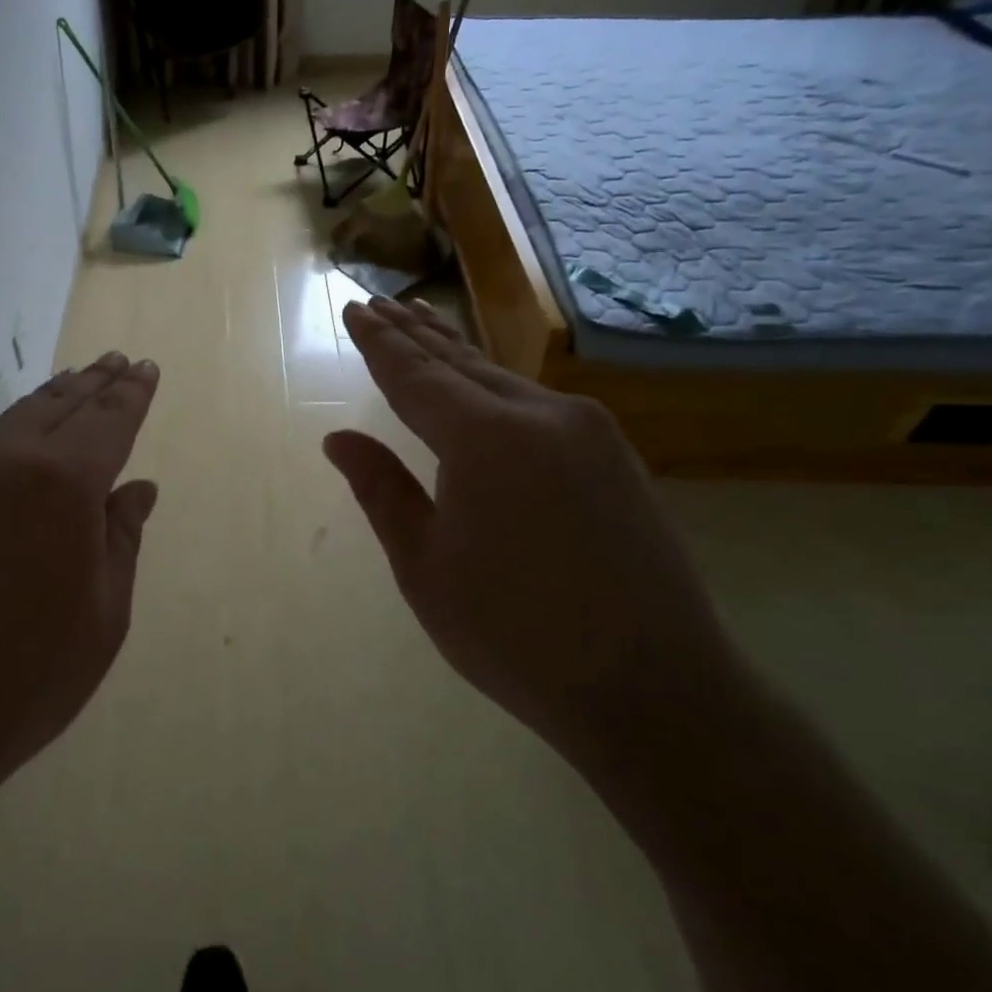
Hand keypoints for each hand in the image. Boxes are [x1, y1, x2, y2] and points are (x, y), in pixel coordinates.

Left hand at [0, 352, 160, 827]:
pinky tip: (12, 445)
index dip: (132, 393)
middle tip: (114, 362)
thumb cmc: (23, 680)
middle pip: (58, 405)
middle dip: (93, 383)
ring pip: (9, 421)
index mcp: (62, 483)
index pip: (108, 419)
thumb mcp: (101, 616)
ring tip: (72, 386)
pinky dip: (4, 436)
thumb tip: (136, 490)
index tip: (146, 368)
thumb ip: (120, 540)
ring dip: (47, 402)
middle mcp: (1, 460)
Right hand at [324, 298, 732, 765]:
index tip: (354, 310)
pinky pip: (538, 404)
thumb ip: (382, 490)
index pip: (415, 375)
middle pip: (461, 363)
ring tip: (422, 323)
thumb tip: (338, 439)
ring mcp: (588, 432)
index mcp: (484, 440)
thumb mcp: (425, 566)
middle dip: (414, 334)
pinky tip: (485, 385)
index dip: (379, 344)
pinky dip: (496, 386)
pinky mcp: (615, 456)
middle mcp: (541, 415)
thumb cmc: (514, 635)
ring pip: (503, 379)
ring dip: (457, 354)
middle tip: (381, 303)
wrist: (654, 687)